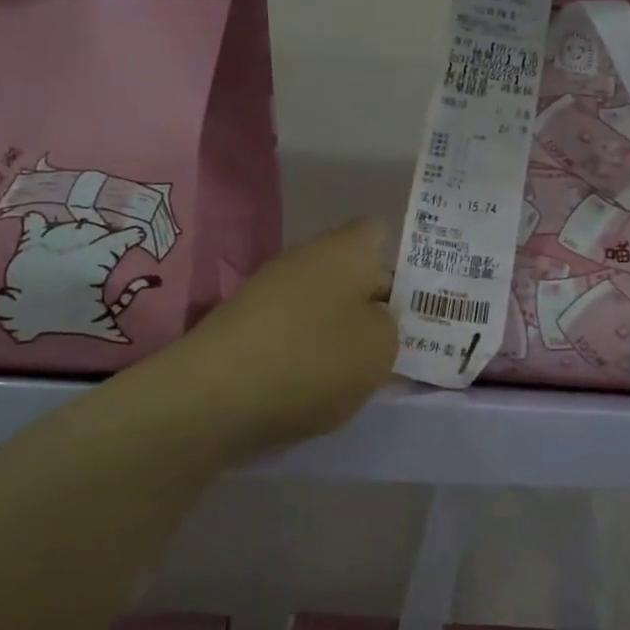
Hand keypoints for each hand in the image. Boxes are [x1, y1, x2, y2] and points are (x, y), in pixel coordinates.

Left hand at [184, 219, 397, 450]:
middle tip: (395, 342)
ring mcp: (268, 290)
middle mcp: (304, 258)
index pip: (378, 233)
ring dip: (339, 331)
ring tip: (356, 372)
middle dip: (372, 303)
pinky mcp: (243, 326)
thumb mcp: (382, 348)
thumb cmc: (315, 359)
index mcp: (345, 250)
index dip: (401, 261)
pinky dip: (305, 352)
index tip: (415, 300)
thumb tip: (373, 319)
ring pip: (321, 303)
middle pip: (350, 272)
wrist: (214, 396)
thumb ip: (391, 326)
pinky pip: (291, 330)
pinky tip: (312, 385)